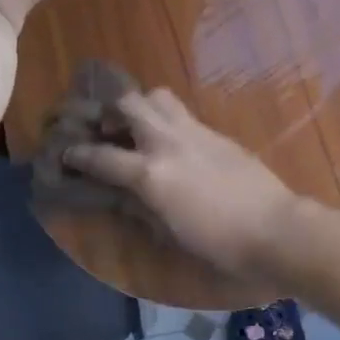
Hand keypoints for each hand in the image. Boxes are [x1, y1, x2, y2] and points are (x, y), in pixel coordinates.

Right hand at [64, 89, 303, 281]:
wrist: (274, 229)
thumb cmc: (218, 243)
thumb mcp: (168, 231)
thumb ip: (139, 206)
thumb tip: (120, 193)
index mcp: (151, 173)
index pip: (101, 156)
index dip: (77, 155)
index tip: (65, 153)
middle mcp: (168, 142)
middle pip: (128, 104)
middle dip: (108, 112)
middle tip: (104, 129)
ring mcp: (194, 132)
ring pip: (157, 96)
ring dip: (140, 106)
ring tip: (137, 127)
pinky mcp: (215, 132)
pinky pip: (182, 113)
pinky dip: (166, 119)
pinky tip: (170, 141)